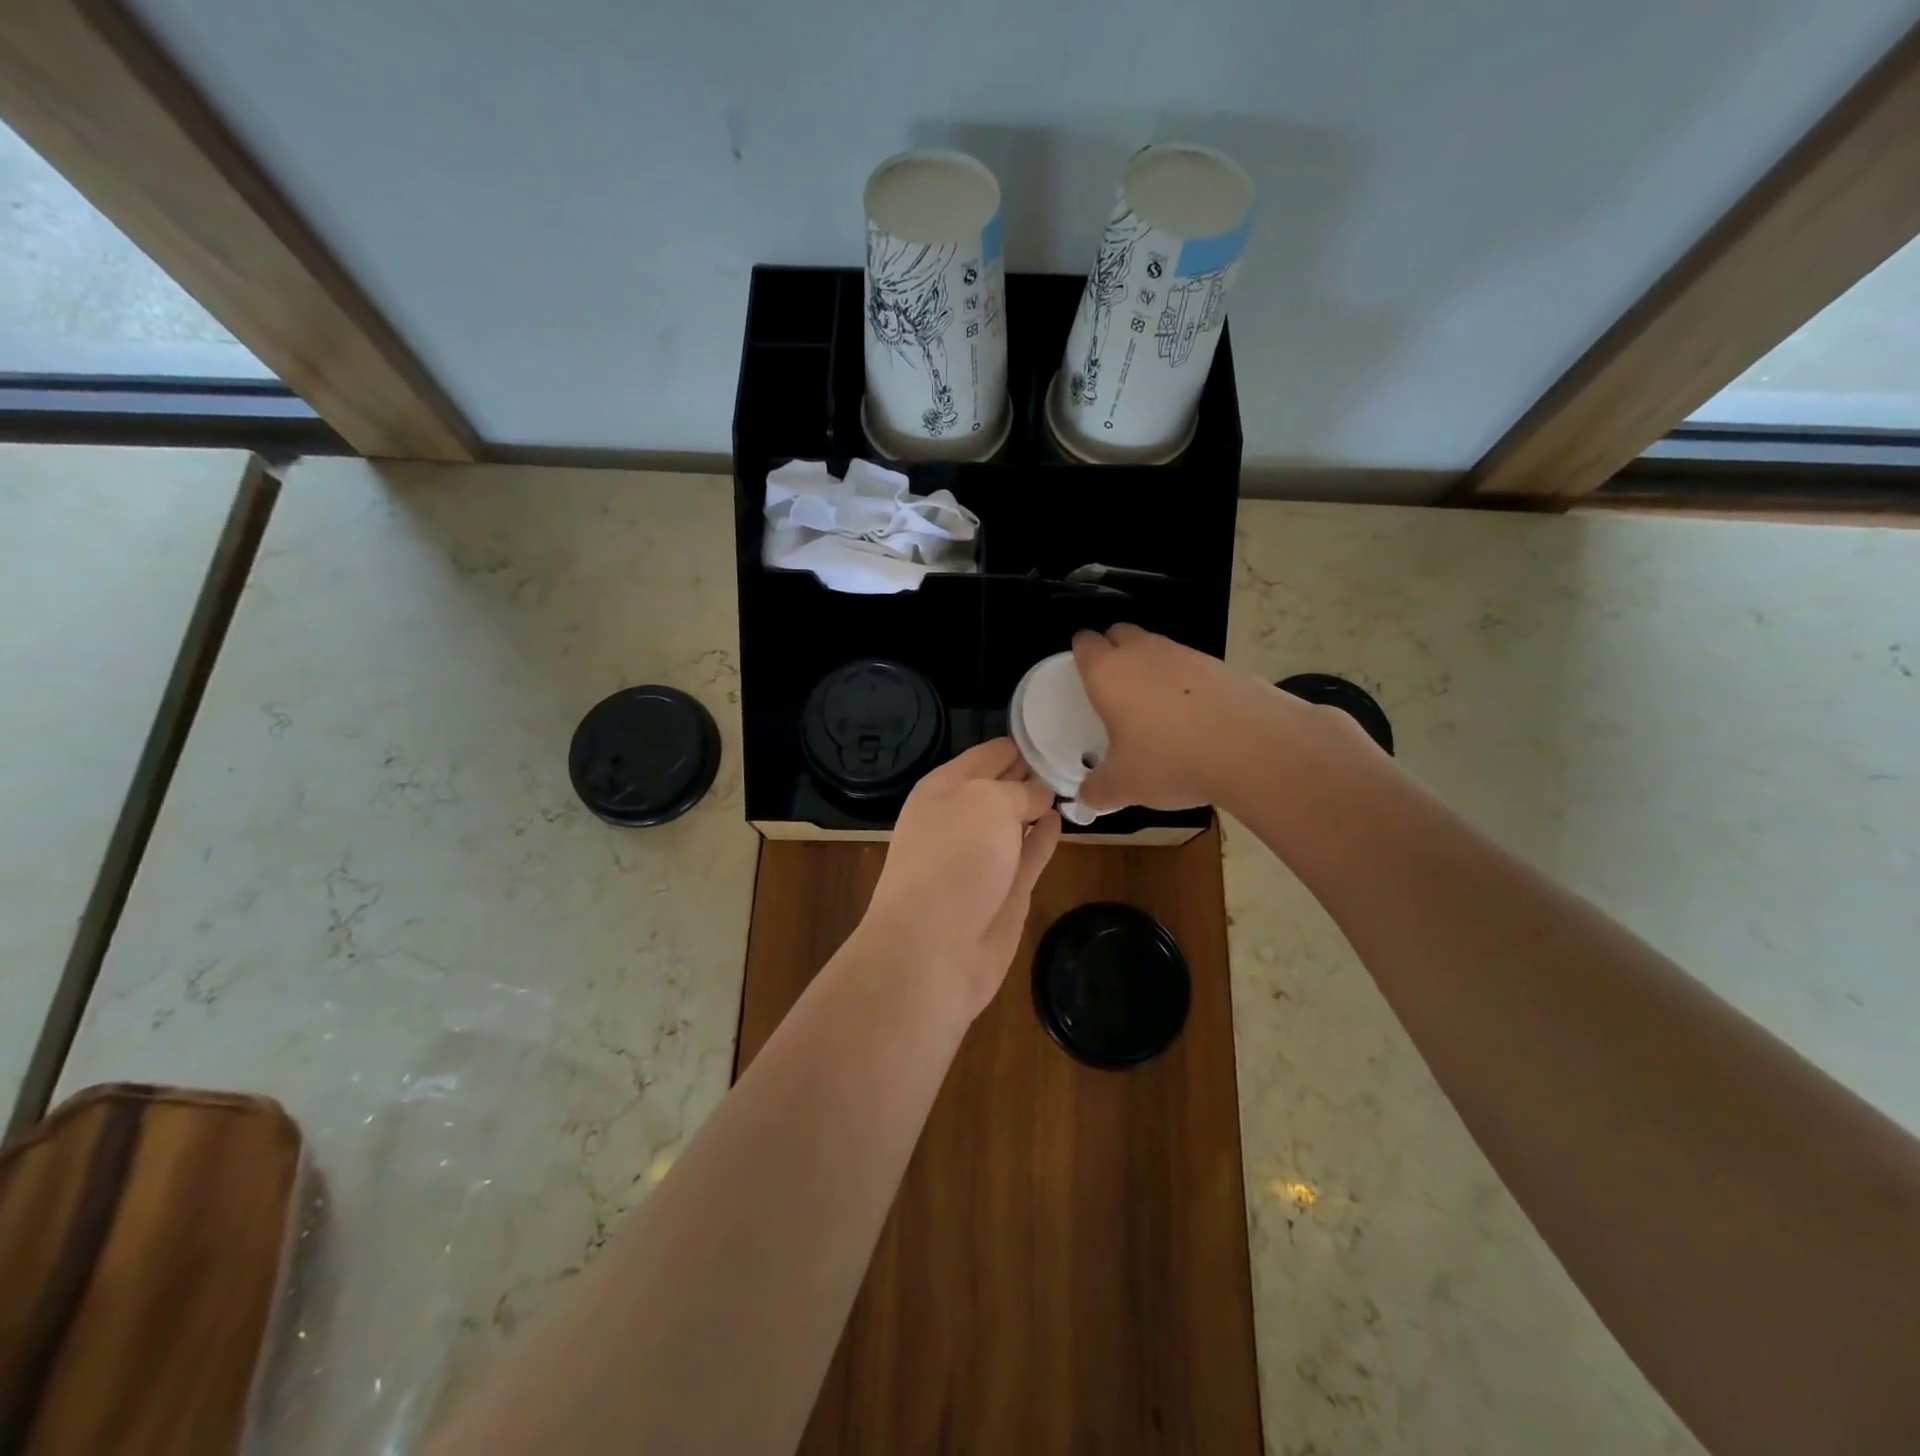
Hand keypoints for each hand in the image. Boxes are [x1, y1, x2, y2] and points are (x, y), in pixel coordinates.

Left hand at [861, 739, 1061, 1019]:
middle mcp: (961, 817)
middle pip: (1003, 785)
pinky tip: (1063, 818)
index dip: (1022, 741)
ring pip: (1017, 819)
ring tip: (1078, 780)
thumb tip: (1040, 795)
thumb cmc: (954, 859)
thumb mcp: (988, 803)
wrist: (933, 948)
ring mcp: (983, 856)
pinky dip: (1044, 836)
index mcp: (945, 787)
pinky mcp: (1005, 890)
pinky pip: (1029, 853)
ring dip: (1041, 803)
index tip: (1059, 727)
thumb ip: (1020, 791)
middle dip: (1034, 770)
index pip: (989, 753)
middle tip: (1078, 752)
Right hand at [1072, 624, 1271, 811]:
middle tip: (1113, 689)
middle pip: (1119, 634)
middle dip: (1113, 651)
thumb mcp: (1124, 785)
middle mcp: (1142, 652)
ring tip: (1154, 707)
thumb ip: (1097, 790)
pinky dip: (1184, 683)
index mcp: (1107, 672)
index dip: (1080, 655)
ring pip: (1156, 648)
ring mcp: (1184, 653)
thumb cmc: (1169, 759)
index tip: (1081, 676)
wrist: (1252, 747)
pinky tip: (1192, 717)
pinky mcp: (1220, 664)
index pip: (1083, 643)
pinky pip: (1189, 666)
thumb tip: (1085, 799)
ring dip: (1150, 667)